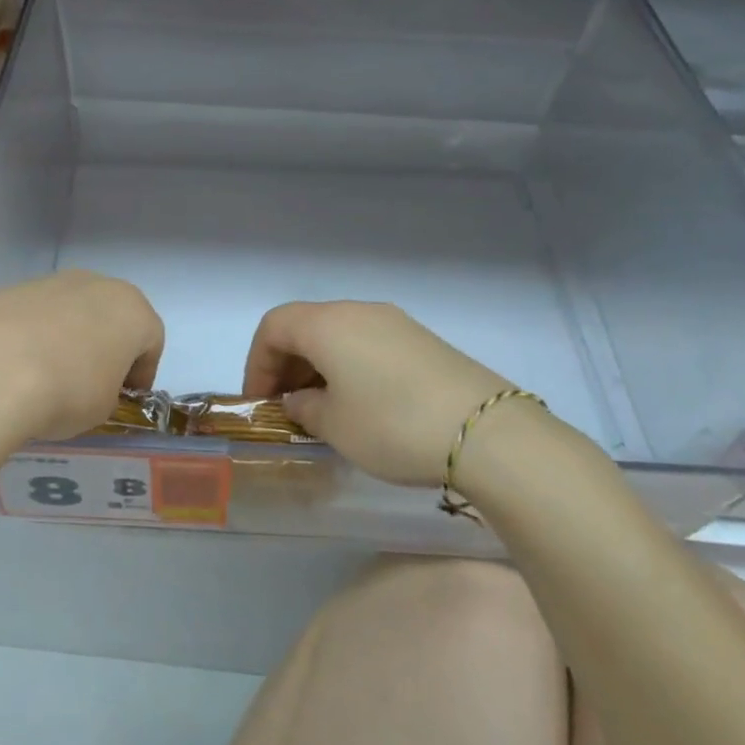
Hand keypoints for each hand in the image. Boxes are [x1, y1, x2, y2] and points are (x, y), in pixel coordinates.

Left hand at [0, 272, 163, 496]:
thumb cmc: (68, 391)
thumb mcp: (103, 407)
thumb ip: (108, 389)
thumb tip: (90, 384)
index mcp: (132, 310)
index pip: (151, 341)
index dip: (142, 372)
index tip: (127, 397)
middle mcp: (97, 285)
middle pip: (112, 316)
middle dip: (107, 346)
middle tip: (93, 381)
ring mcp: (51, 282)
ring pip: (72, 311)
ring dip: (69, 338)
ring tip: (49, 375)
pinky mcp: (12, 289)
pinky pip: (36, 315)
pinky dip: (34, 336)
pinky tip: (18, 366)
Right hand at [243, 301, 515, 488]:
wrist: (486, 433)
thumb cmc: (392, 425)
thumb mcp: (334, 425)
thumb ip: (305, 408)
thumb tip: (301, 399)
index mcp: (327, 324)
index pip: (273, 327)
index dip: (257, 363)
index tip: (260, 403)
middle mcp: (358, 311)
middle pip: (305, 326)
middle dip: (287, 365)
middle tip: (286, 407)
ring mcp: (395, 322)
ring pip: (339, 335)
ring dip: (319, 366)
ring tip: (323, 409)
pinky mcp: (423, 340)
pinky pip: (369, 344)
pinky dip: (350, 367)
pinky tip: (362, 404)